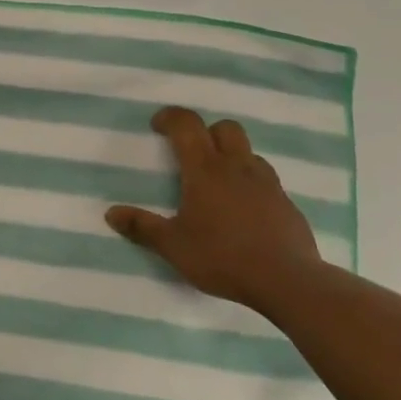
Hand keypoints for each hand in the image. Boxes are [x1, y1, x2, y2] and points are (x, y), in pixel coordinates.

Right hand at [105, 107, 323, 312]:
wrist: (289, 282)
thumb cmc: (223, 257)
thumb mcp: (173, 246)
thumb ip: (142, 227)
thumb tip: (111, 214)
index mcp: (205, 170)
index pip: (187, 125)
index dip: (170, 117)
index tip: (157, 126)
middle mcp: (237, 167)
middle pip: (225, 128)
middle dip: (206, 131)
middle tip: (191, 153)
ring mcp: (267, 184)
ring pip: (249, 152)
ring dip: (231, 156)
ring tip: (218, 182)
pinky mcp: (287, 204)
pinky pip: (266, 180)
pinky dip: (251, 184)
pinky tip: (244, 210)